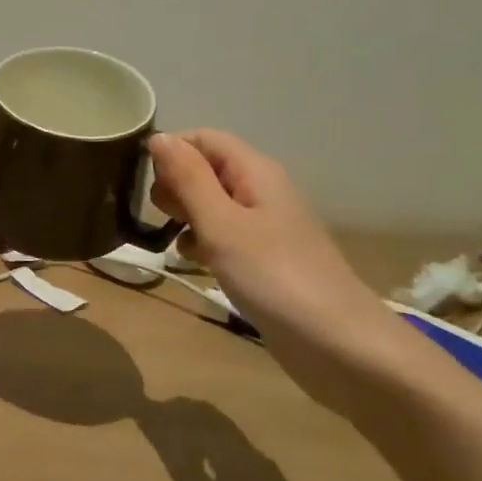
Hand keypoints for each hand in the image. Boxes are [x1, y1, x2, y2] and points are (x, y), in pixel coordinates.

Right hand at [148, 130, 393, 381]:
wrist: (337, 344)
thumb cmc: (273, 275)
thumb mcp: (221, 223)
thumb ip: (188, 178)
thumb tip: (158, 136)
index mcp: (255, 172)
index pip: (204, 138)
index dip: (171, 150)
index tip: (144, 180)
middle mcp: (260, 191)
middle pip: (206, 168)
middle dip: (176, 185)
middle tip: (164, 215)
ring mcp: (263, 226)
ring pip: (210, 204)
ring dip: (185, 216)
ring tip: (174, 241)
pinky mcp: (262, 258)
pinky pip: (222, 235)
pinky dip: (202, 243)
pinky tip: (193, 263)